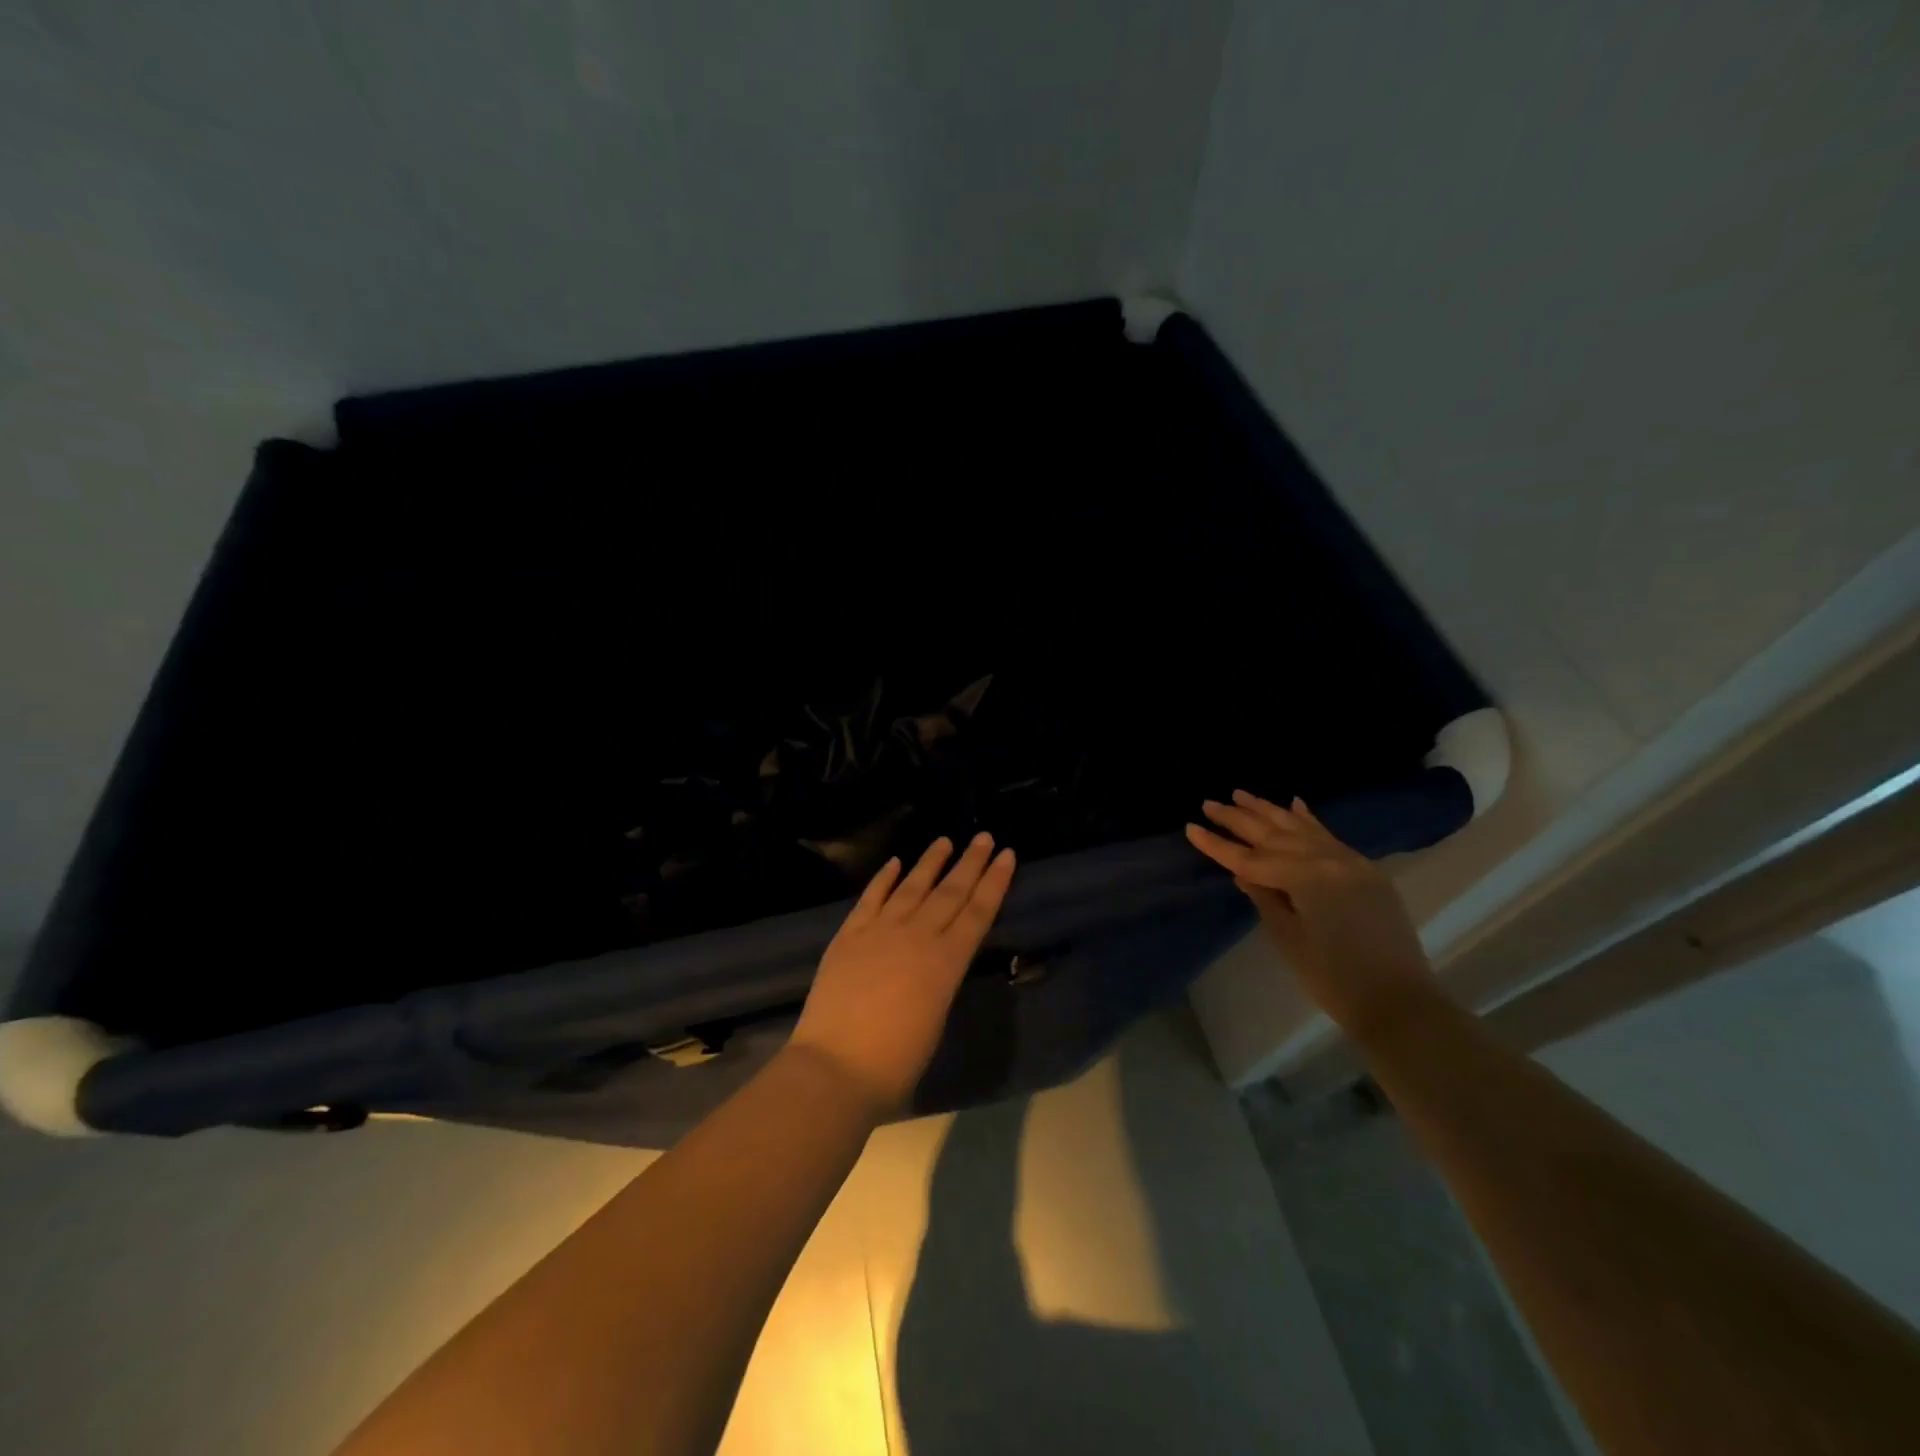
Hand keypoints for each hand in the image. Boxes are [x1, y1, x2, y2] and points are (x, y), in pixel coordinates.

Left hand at [789, 833, 1016, 1113]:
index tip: (1007, 855)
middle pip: (950, 892)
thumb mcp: (936, 1018)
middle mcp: (917, 936)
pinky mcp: (849, 935)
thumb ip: (941, 980)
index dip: (994, 882)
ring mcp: (880, 931)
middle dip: (970, 862)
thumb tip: (938, 960)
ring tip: (945, 840)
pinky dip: (883, 878)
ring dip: (930, 862)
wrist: (836, 1067)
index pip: (978, 912)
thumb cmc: (896, 1062)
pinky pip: (870, 898)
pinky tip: (894, 863)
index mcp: (946, 962)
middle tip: (985, 836)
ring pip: (912, 887)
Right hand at [1186, 791, 1444, 1038]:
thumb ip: (1265, 898)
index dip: (1218, 845)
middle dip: (1239, 819)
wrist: (1399, 1002)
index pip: (1250, 858)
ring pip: (1300, 829)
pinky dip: (1309, 820)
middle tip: (1210, 803)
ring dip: (1269, 811)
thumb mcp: (1289, 939)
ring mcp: (1350, 862)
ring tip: (1241, 794)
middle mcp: (1328, 860)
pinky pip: (1329, 836)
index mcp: (1306, 877)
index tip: (1191, 827)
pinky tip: (1294, 803)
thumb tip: (1243, 873)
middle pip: (1274, 835)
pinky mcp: (1364, 871)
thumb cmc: (1334, 978)